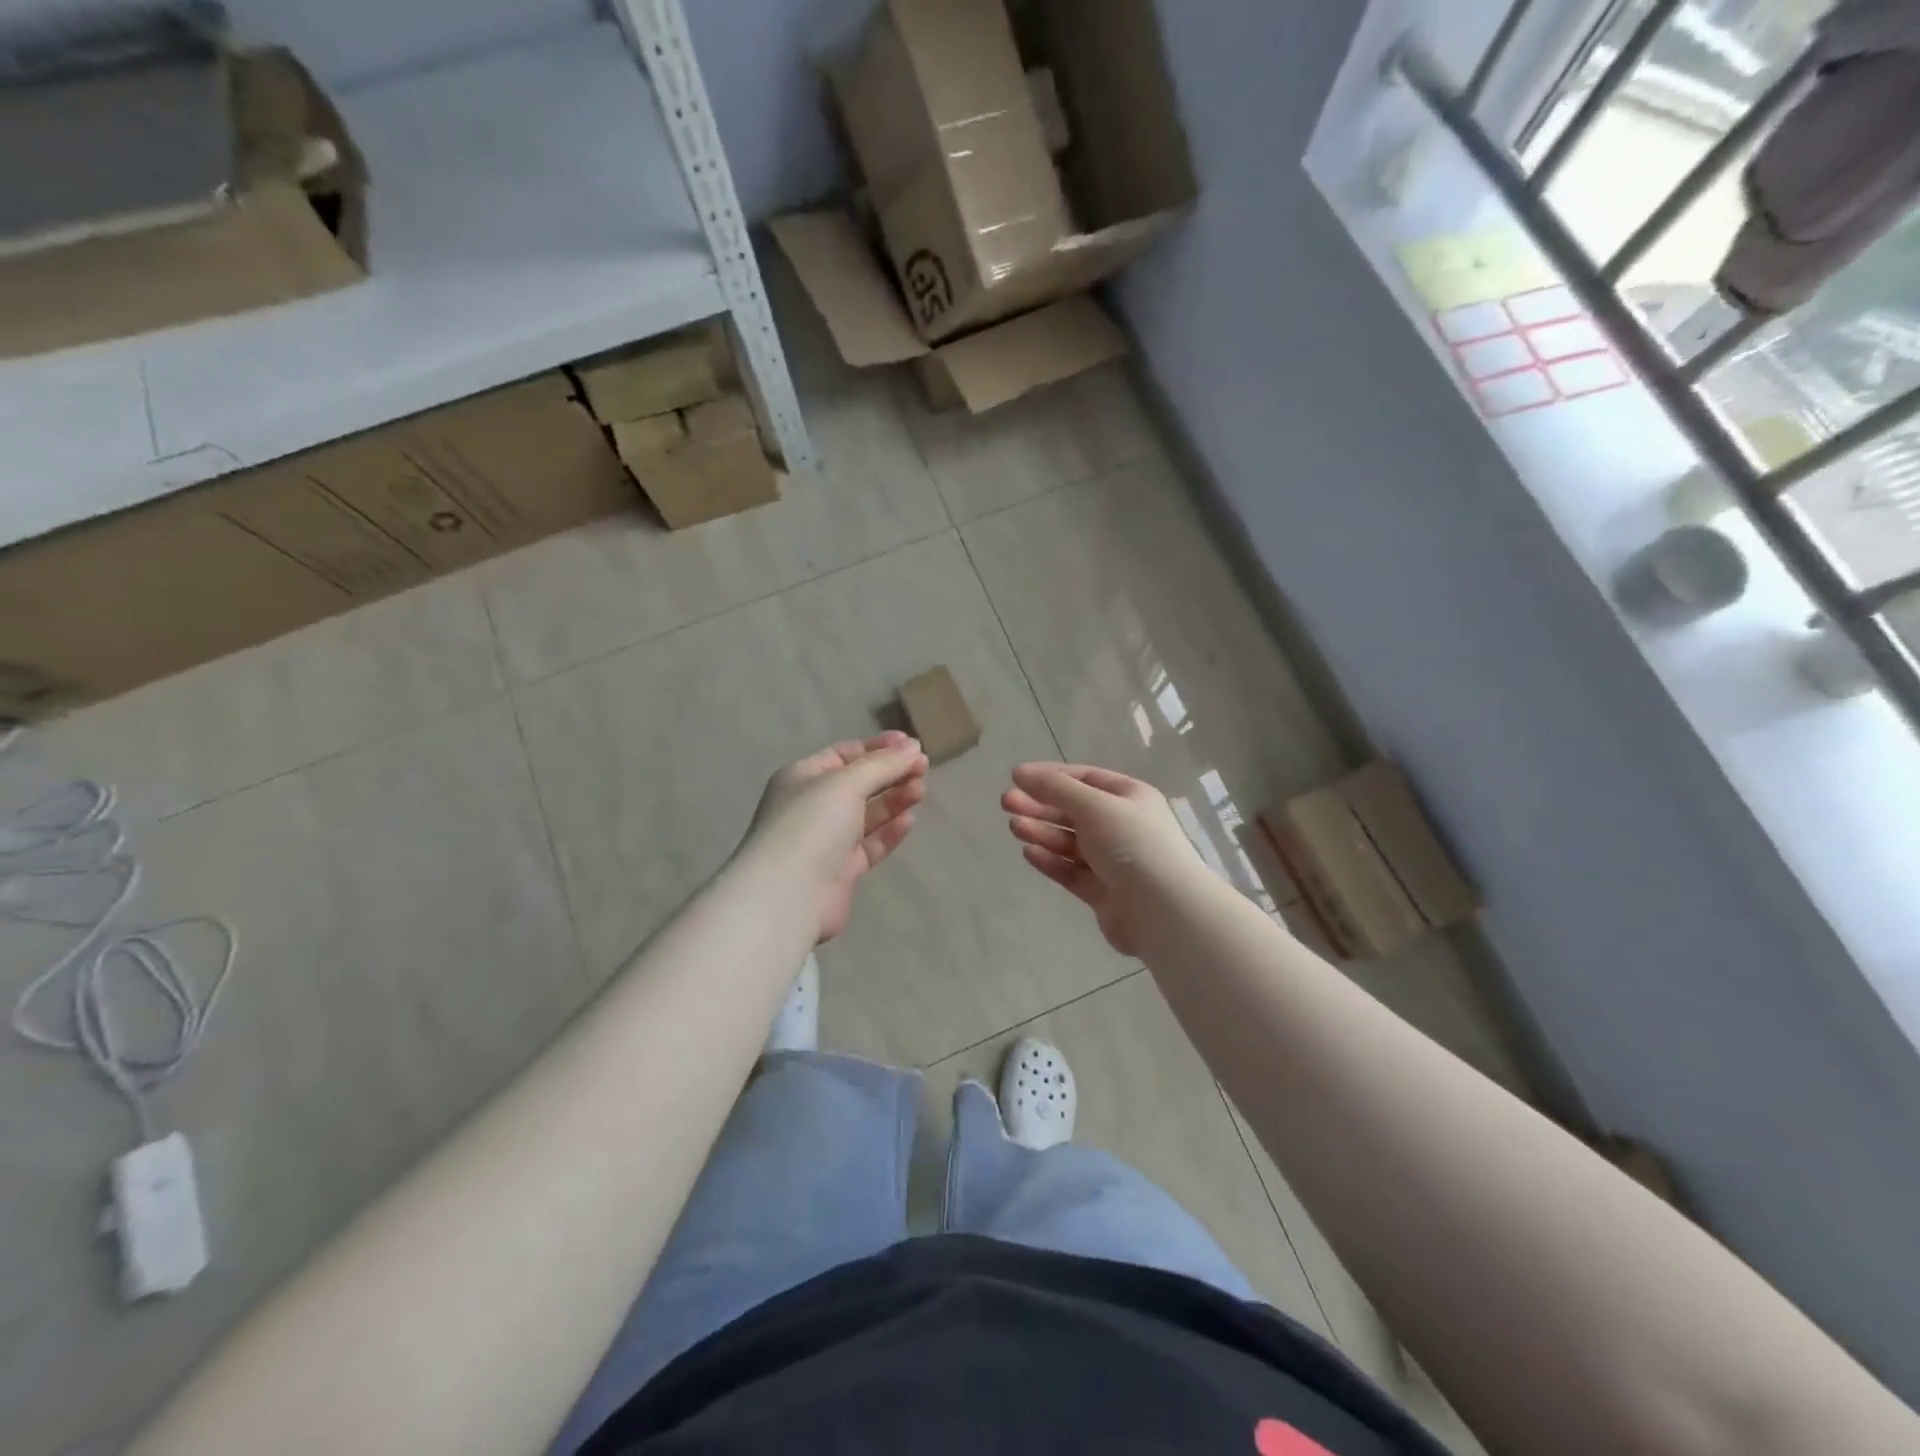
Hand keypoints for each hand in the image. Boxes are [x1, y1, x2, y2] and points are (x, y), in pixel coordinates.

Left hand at [741, 732, 929, 942]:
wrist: (788, 895)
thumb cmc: (811, 825)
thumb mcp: (846, 782)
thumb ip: (882, 764)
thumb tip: (913, 749)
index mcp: (803, 777)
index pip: (845, 754)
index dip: (879, 747)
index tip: (912, 745)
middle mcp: (812, 806)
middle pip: (859, 783)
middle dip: (891, 773)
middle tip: (924, 768)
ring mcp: (826, 840)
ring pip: (867, 814)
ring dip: (894, 799)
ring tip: (921, 790)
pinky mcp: (841, 870)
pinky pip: (870, 844)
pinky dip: (889, 832)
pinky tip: (909, 821)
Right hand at [1002, 763, 1207, 956]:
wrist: (1163, 910)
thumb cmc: (1131, 844)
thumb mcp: (1093, 805)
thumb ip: (1055, 789)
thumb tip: (1020, 772)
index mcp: (1130, 798)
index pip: (1085, 778)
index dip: (1051, 776)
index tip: (1017, 777)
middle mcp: (1123, 826)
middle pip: (1074, 811)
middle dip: (1040, 805)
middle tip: (1005, 803)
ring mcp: (1114, 861)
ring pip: (1070, 842)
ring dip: (1042, 832)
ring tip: (1013, 827)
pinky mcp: (1104, 892)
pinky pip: (1072, 871)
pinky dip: (1051, 861)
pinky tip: (1029, 853)